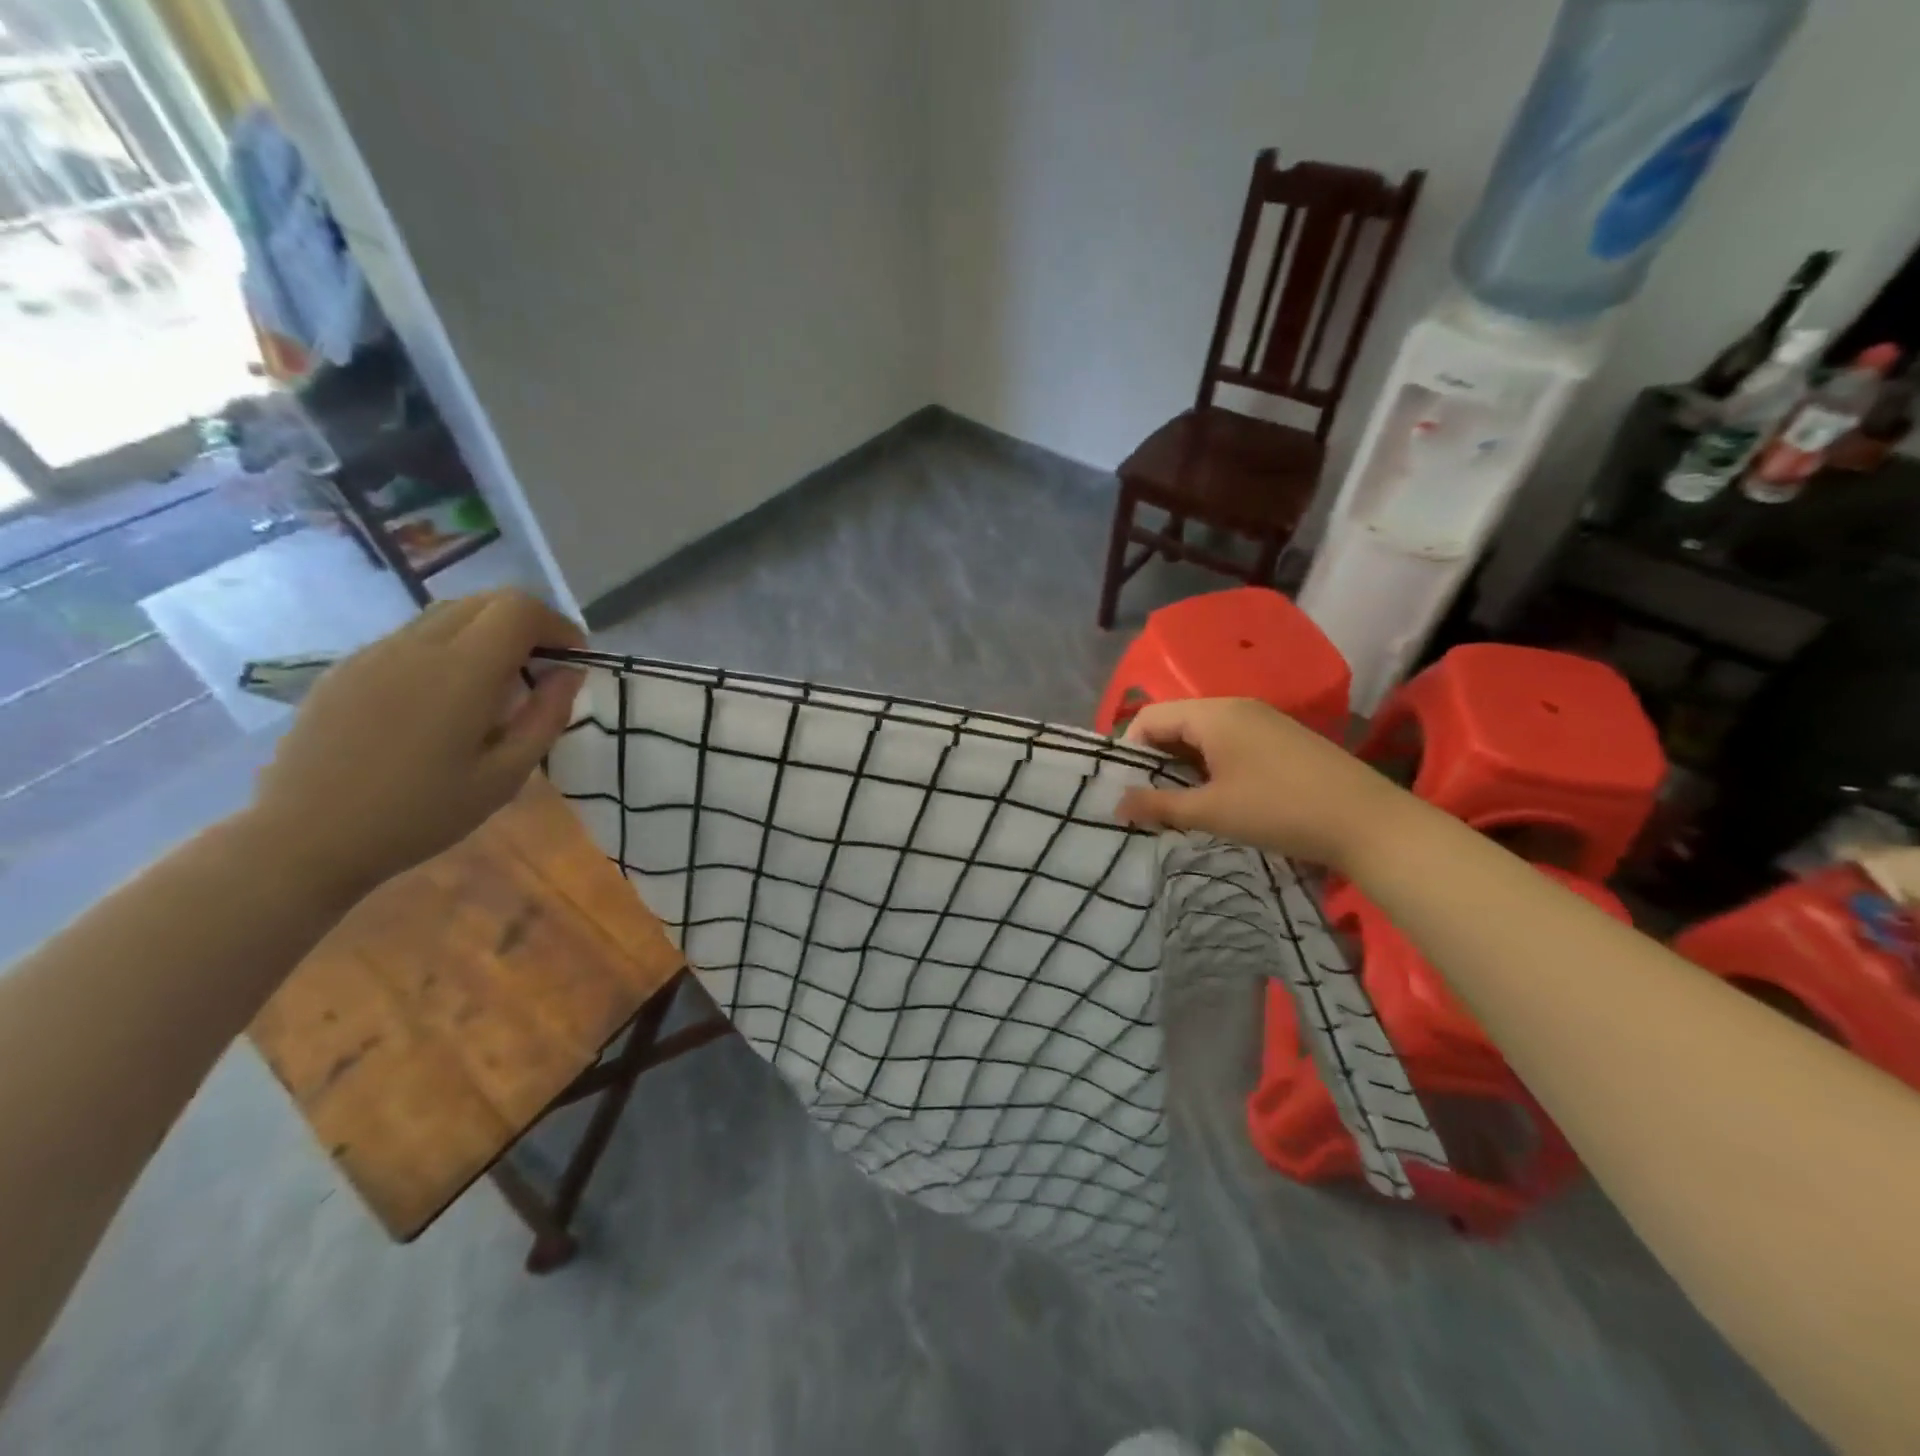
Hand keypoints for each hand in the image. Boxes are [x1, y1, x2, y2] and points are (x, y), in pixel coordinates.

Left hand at [249, 591, 586, 900]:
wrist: (306, 838)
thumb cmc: (421, 814)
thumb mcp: (505, 776)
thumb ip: (546, 717)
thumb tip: (570, 673)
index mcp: (461, 671)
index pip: (519, 609)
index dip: (557, 625)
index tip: (572, 660)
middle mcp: (417, 646)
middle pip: (485, 601)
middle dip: (527, 624)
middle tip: (542, 670)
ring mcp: (375, 653)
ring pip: (447, 614)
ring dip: (486, 634)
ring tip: (496, 685)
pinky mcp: (347, 668)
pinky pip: (411, 637)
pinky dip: (447, 648)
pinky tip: (443, 700)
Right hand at [1114, 698, 1407, 870]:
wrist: (1368, 822)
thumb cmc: (1279, 811)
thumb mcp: (1211, 812)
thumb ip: (1158, 805)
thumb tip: (1117, 804)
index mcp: (1213, 714)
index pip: (1150, 717)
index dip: (1130, 751)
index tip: (1126, 789)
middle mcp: (1235, 706)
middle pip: (1175, 722)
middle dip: (1155, 759)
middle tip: (1150, 800)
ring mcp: (1262, 719)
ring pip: (1202, 733)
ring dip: (1183, 764)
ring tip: (1182, 803)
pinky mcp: (1281, 737)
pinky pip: (1229, 740)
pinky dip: (1211, 763)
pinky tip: (1220, 795)